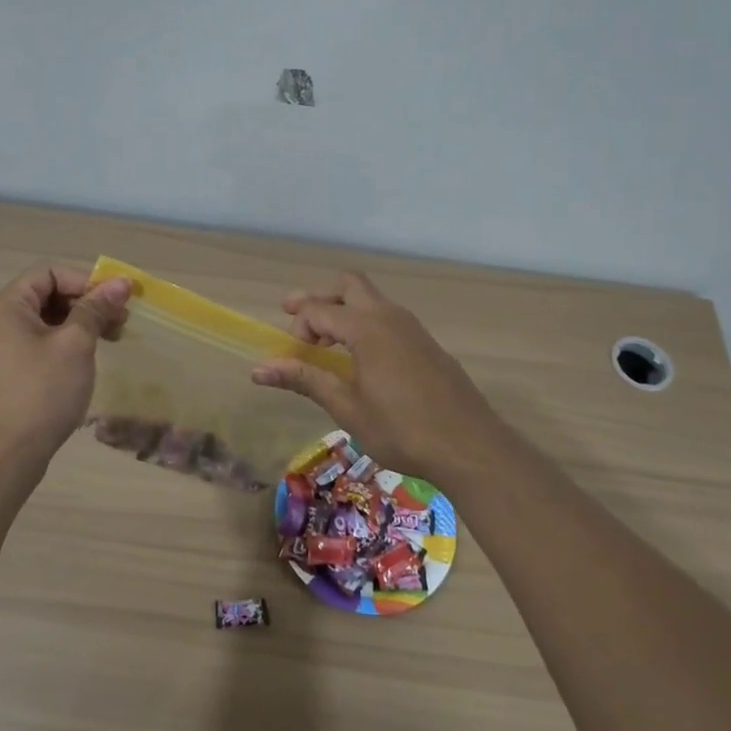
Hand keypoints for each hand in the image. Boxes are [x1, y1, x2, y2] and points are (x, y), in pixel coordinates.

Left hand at [0, 265, 130, 479]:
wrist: (3, 458)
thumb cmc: (41, 393)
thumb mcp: (75, 345)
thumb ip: (96, 309)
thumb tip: (121, 282)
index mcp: (4, 307)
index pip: (49, 273)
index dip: (86, 281)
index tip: (117, 301)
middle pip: (45, 295)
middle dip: (86, 304)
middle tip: (120, 323)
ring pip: (42, 322)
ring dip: (78, 325)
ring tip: (110, 341)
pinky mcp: (0, 374)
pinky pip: (34, 344)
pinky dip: (61, 345)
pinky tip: (84, 361)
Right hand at [250, 272, 504, 483]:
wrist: (471, 446)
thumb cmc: (402, 429)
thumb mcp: (347, 407)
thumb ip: (306, 379)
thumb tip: (259, 369)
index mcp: (367, 328)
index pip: (319, 309)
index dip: (297, 326)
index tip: (288, 354)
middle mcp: (389, 316)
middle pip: (348, 284)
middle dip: (319, 296)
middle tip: (295, 317)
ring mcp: (412, 327)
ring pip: (370, 298)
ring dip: (343, 309)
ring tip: (326, 341)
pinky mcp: (426, 342)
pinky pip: (387, 316)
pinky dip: (365, 323)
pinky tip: (361, 358)